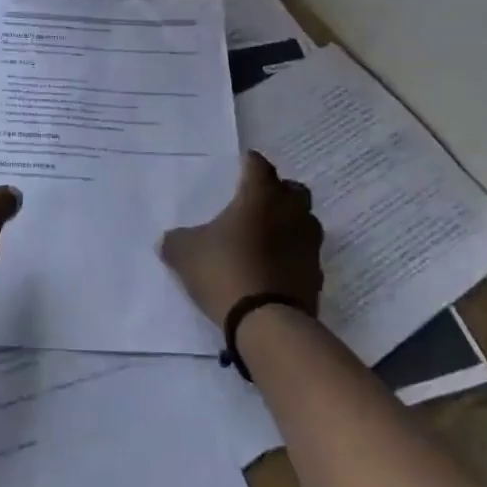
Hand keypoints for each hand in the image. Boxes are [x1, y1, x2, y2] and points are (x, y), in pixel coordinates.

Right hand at [159, 152, 323, 327]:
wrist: (267, 322)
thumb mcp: (184, 253)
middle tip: (255, 203)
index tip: (239, 167)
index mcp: (260, 196)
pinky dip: (292, 256)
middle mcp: (291, 212)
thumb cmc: (224, 271)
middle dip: (276, 192)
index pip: (258, 165)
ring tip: (265, 237)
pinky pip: (304, 255)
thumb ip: (177, 240)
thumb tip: (170, 239)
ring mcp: (309, 243)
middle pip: (291, 189)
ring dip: (288, 224)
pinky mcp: (316, 274)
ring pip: (304, 221)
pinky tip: (273, 268)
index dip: (248, 164)